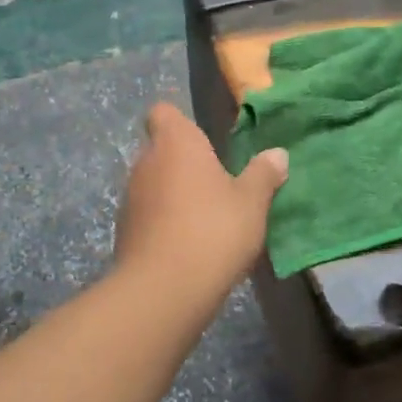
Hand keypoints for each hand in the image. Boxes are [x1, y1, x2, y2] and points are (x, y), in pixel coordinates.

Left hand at [116, 103, 287, 297]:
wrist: (163, 288)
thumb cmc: (214, 230)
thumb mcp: (252, 203)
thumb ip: (263, 175)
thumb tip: (277, 154)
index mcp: (176, 143)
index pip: (163, 112)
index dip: (179, 122)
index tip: (203, 141)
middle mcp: (145, 161)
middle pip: (160, 149)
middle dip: (183, 162)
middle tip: (216, 184)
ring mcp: (130, 196)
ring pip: (152, 183)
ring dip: (172, 194)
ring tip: (204, 219)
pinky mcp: (123, 230)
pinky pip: (147, 214)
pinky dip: (162, 222)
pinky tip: (186, 245)